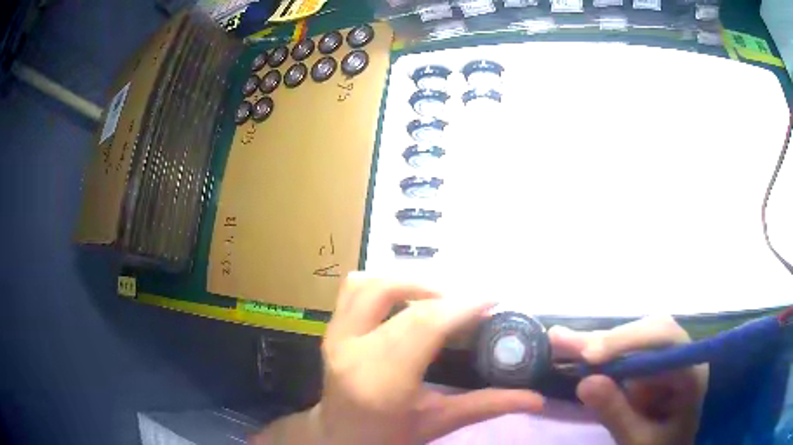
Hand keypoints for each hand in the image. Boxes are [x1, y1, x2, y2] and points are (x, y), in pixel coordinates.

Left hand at [252, 273, 542, 444]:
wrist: (339, 438)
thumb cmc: (388, 437)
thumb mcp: (438, 422)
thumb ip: (487, 405)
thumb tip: (537, 397)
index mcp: (381, 380)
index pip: (425, 325)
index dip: (463, 305)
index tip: (494, 297)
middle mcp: (352, 350)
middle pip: (401, 298)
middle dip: (444, 292)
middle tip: (472, 302)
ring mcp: (335, 337)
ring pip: (372, 284)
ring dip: (410, 282)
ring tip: (440, 298)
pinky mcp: (329, 331)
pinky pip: (352, 290)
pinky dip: (382, 284)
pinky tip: (405, 299)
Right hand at [549, 316, 708, 444]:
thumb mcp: (639, 441)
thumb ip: (618, 414)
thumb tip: (584, 381)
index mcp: (690, 372)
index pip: (665, 338)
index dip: (628, 341)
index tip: (590, 357)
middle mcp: (680, 356)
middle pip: (647, 331)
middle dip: (606, 340)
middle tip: (562, 342)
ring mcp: (665, 361)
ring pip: (634, 339)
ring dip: (598, 343)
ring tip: (559, 341)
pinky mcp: (649, 369)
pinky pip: (625, 354)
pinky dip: (599, 355)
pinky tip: (575, 350)